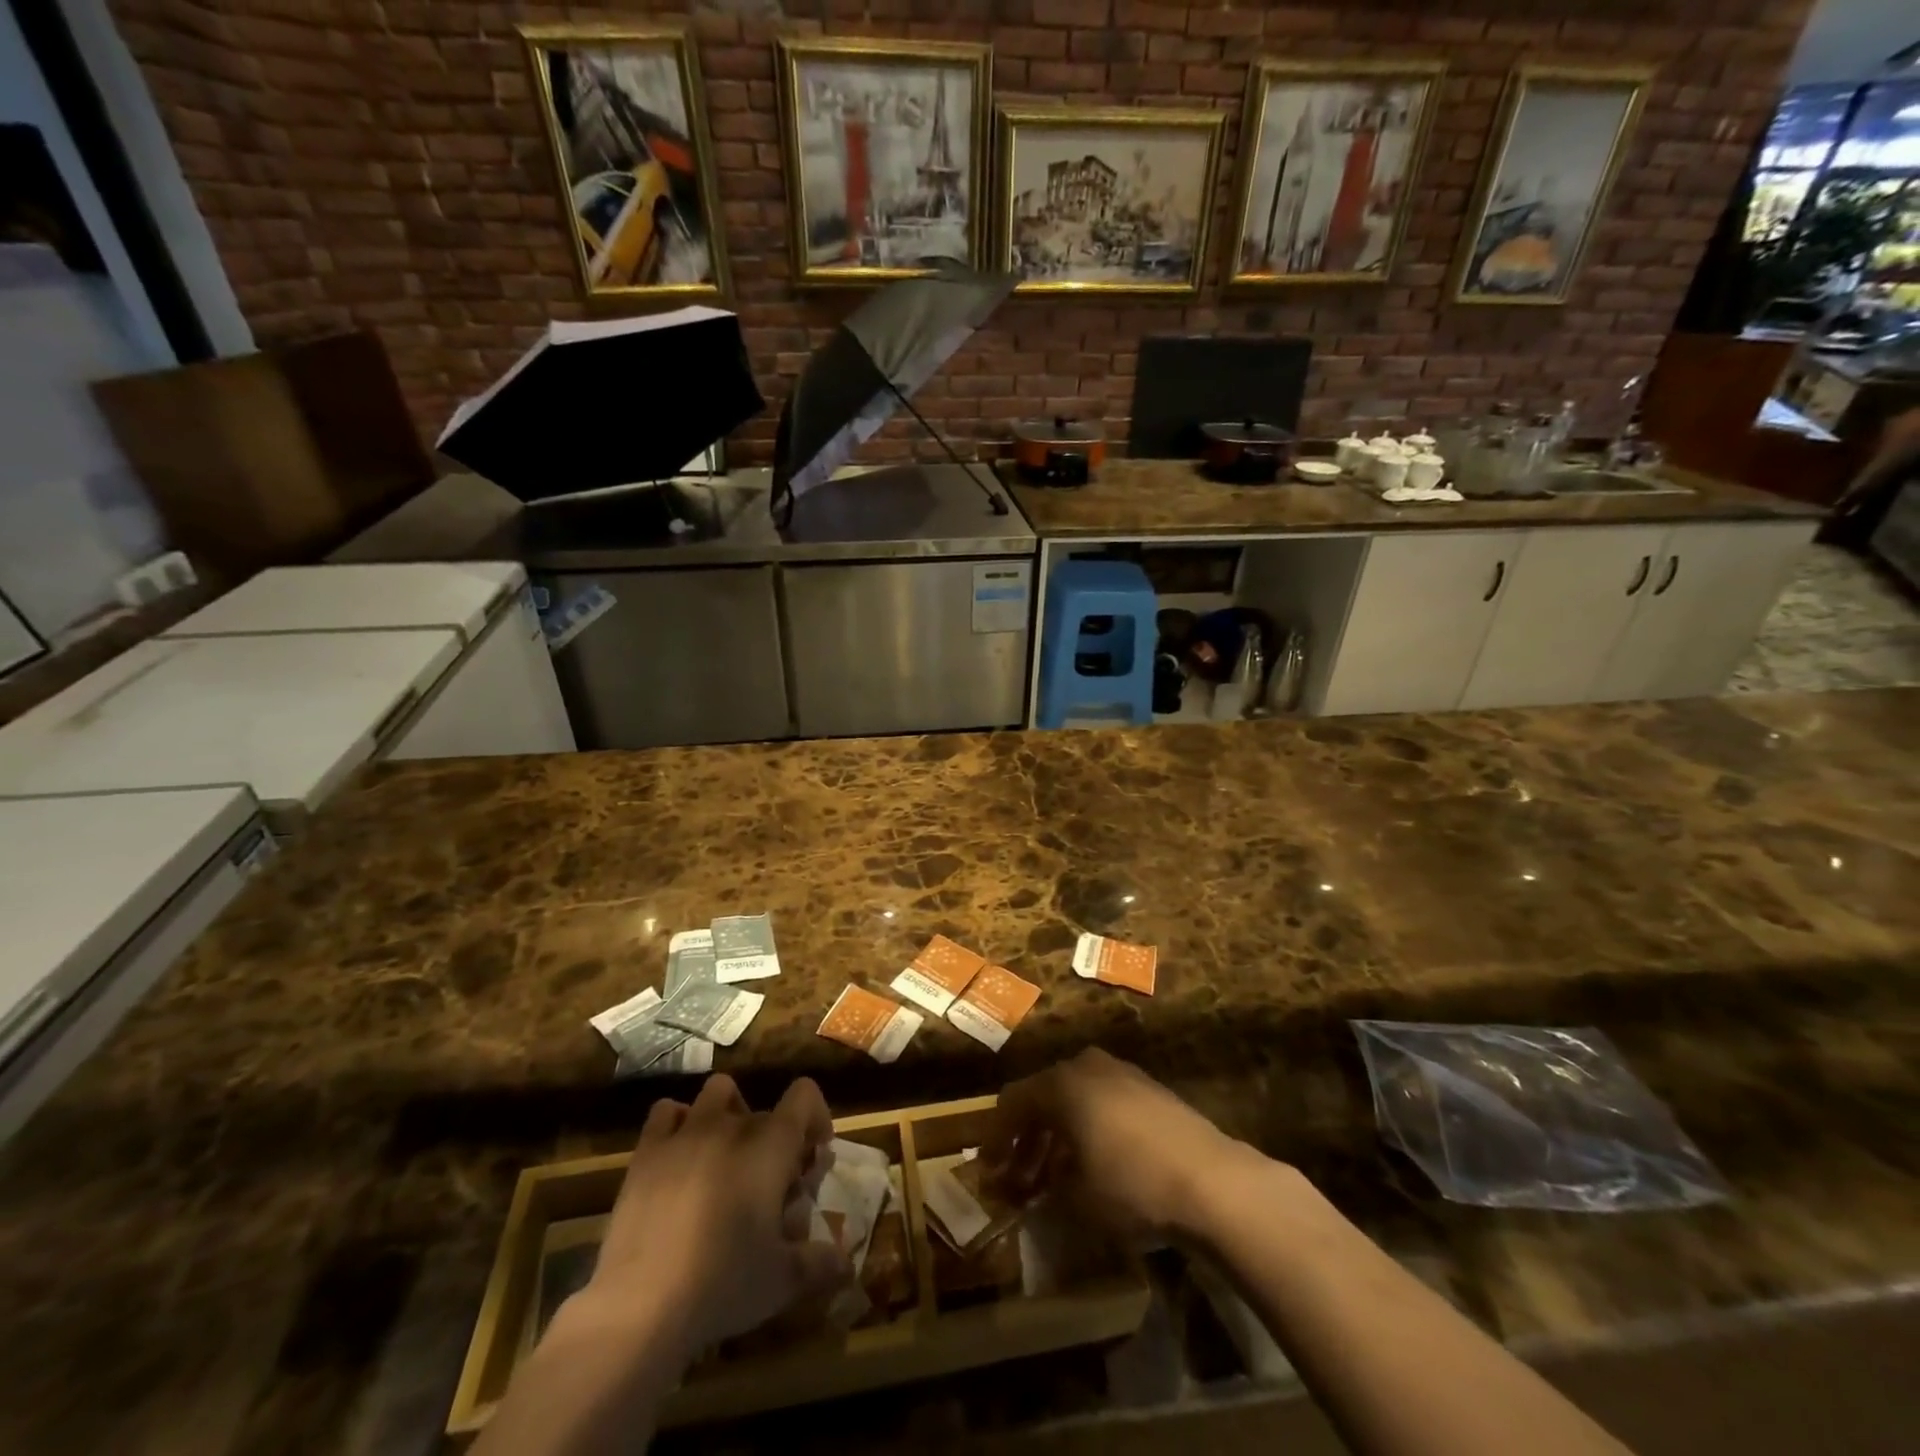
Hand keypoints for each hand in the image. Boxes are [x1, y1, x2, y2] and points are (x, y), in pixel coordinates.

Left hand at [567, 1075, 847, 1362]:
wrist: (640, 1306)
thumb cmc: (723, 1283)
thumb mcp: (782, 1280)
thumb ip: (819, 1263)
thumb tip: (845, 1262)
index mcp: (771, 1145)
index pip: (804, 1096)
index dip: (816, 1116)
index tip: (813, 1154)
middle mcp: (732, 1125)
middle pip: (764, 1109)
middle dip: (775, 1137)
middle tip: (772, 1183)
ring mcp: (686, 1133)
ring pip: (717, 1092)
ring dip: (729, 1113)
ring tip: (727, 1155)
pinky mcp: (647, 1152)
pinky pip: (666, 1113)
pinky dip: (679, 1123)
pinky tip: (680, 1155)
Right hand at [983, 1048, 1251, 1237]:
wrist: (1212, 1181)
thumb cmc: (1132, 1186)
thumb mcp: (1077, 1200)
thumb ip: (1045, 1190)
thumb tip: (1032, 1193)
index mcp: (1061, 1084)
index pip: (1012, 1103)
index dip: (995, 1139)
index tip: (988, 1172)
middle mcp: (1087, 1066)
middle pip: (1043, 1098)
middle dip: (1027, 1140)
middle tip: (1019, 1181)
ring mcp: (1122, 1073)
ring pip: (1075, 1100)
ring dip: (1058, 1137)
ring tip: (1053, 1179)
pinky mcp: (1150, 1089)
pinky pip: (1103, 1103)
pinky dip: (1088, 1130)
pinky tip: (1093, 1164)